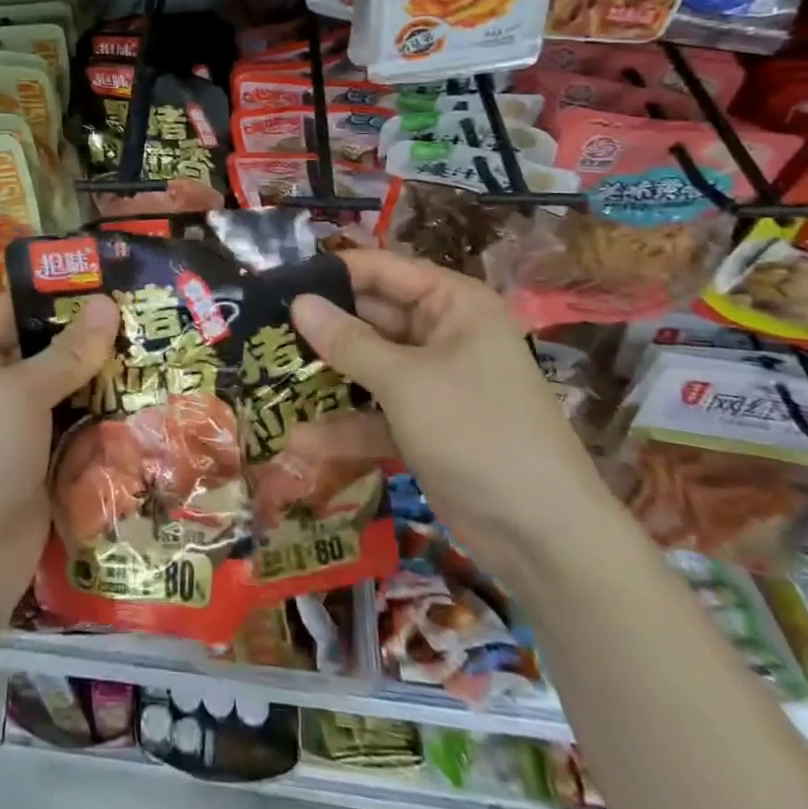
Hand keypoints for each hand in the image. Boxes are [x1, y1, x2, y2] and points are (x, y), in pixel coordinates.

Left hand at [0, 294, 119, 608]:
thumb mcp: (20, 394)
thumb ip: (67, 351)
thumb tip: (107, 304)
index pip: (17, 305)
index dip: (61, 290)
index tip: (112, 277)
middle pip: (46, 345)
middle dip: (92, 335)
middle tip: (146, 314)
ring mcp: (16, 422)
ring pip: (67, 384)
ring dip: (104, 375)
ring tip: (156, 349)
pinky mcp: (40, 456)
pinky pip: (76, 422)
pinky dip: (103, 413)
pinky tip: (145, 398)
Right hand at [290, 250, 613, 580]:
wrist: (544, 537)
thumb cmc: (477, 432)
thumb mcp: (405, 381)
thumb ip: (347, 341)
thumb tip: (297, 302)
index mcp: (452, 305)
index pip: (383, 271)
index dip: (332, 274)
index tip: (278, 281)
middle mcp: (443, 335)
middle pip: (371, 318)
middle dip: (322, 327)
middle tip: (263, 329)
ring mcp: (433, 384)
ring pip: (368, 368)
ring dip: (327, 377)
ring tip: (268, 375)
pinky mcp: (424, 427)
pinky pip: (376, 414)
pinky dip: (345, 427)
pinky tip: (300, 441)